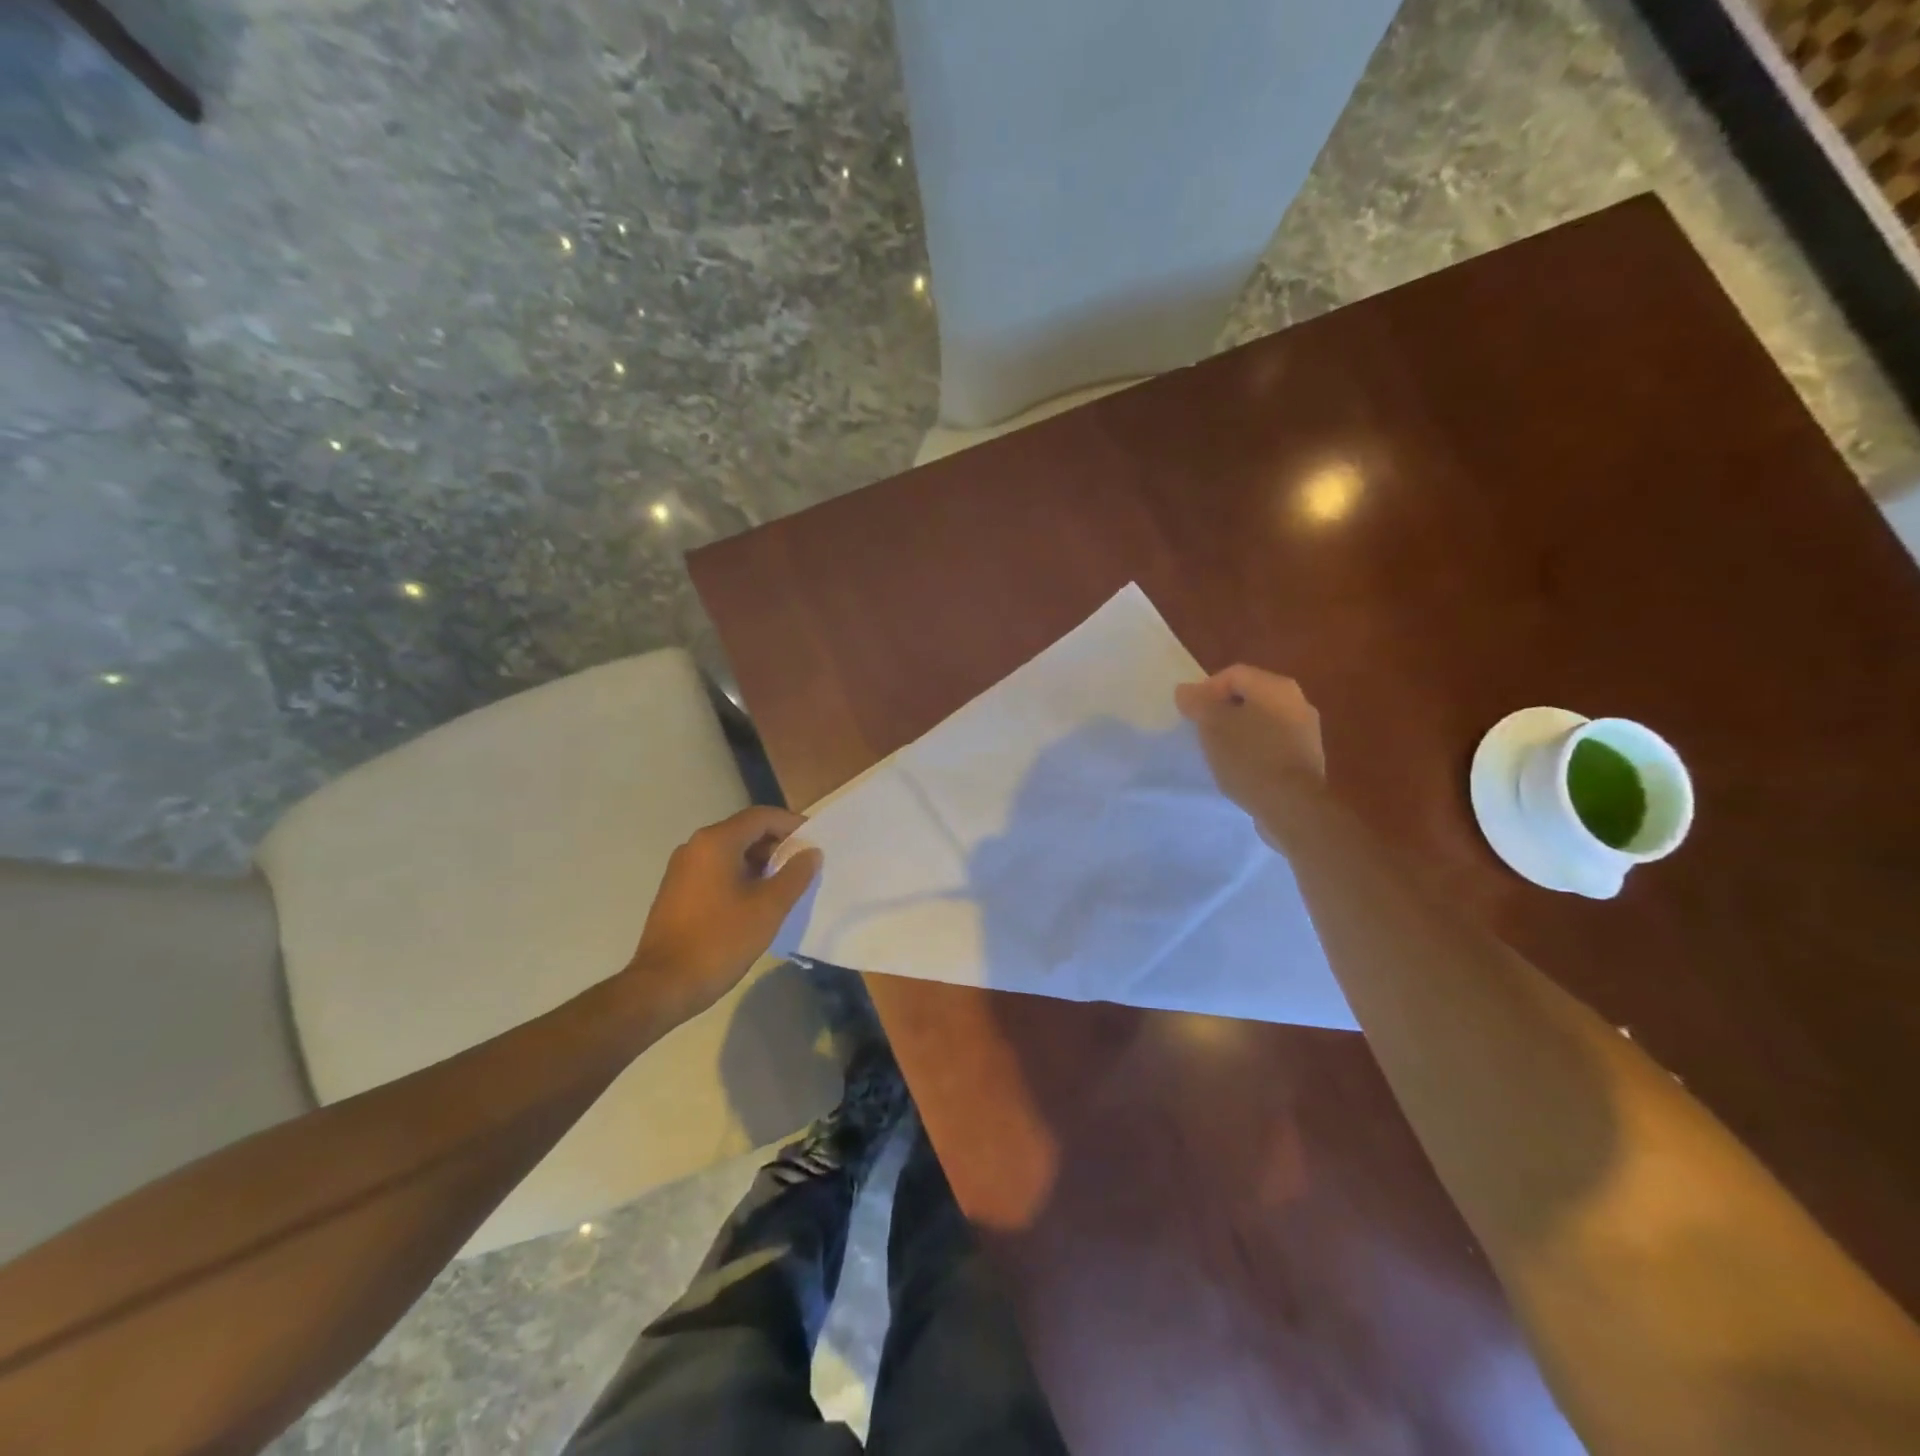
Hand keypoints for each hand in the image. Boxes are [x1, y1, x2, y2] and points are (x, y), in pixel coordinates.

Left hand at [626, 806, 822, 1020]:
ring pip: (731, 852)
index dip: (792, 824)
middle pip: (745, 831)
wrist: (663, 985)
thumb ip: (795, 875)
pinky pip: (716, 870)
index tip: (816, 840)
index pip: (761, 817)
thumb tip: (811, 853)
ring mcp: (682, 869)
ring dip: (760, 862)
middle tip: (805, 865)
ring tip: (786, 884)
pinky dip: (741, 875)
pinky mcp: (676, 890)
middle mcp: (695, 846)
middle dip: (777, 844)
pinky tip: (757, 900)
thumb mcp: (768, 908)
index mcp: (716, 842)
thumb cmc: (720, 941)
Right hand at [1175, 665, 1325, 838]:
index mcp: (1276, 686)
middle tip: (1202, 731)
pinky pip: (1273, 743)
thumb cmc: (1249, 757)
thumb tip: (1185, 690)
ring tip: (1219, 752)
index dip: (1206, 690)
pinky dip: (1255, 749)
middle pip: (1250, 696)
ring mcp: (1307, 731)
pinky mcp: (1307, 758)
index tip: (1191, 715)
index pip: (1233, 674)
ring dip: (1239, 730)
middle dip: (1223, 710)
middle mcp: (1298, 701)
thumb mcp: (1212, 726)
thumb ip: (1197, 703)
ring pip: (1262, 721)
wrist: (1291, 805)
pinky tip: (1242, 768)